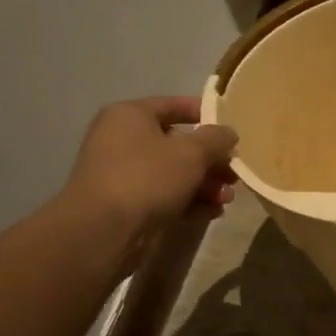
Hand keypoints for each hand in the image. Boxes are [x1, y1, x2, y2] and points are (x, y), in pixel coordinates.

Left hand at [63, 96, 237, 235]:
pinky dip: (188, 202)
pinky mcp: (125, 204)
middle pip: (178, 144)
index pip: (173, 105)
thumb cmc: (148, 177)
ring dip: (204, 184)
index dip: (205, 114)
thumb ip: (216, 139)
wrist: (103, 230)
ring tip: (226, 199)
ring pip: (173, 173)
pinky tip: (212, 213)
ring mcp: (122, 174)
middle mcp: (122, 140)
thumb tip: (228, 133)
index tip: (231, 128)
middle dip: (210, 161)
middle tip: (233, 174)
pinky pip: (164, 196)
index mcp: (130, 116)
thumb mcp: (192, 152)